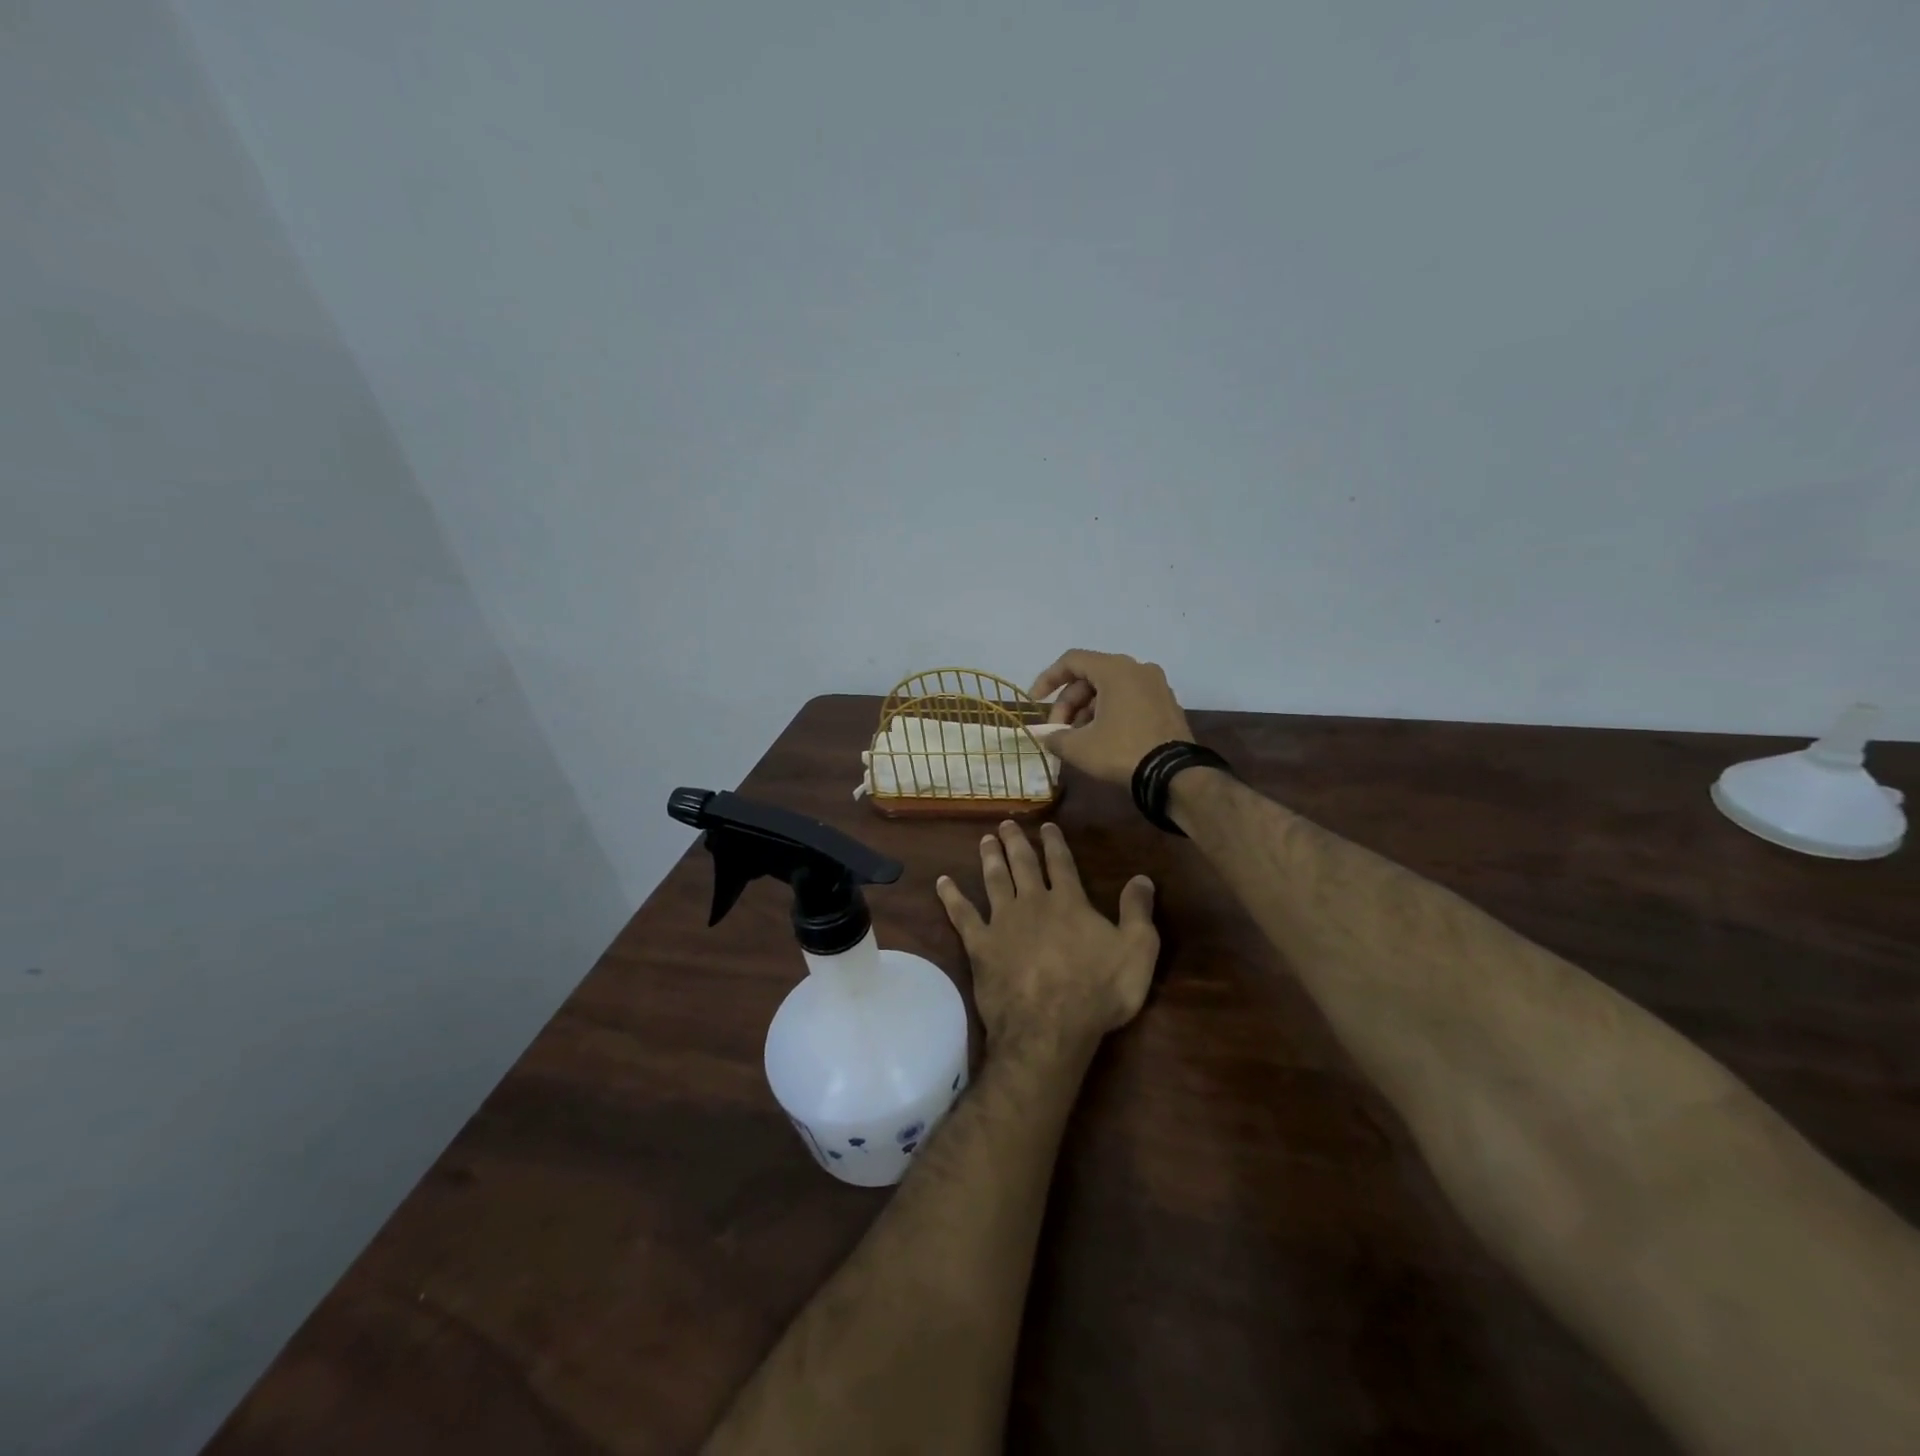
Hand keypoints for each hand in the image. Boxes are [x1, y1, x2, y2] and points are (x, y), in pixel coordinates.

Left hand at [937, 821, 1158, 1056]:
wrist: (1048, 1026)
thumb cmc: (1098, 991)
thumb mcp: (1137, 950)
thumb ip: (1137, 911)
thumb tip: (1142, 877)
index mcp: (1069, 902)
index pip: (1061, 864)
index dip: (1054, 843)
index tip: (1046, 826)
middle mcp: (1033, 903)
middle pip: (1023, 865)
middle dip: (1015, 843)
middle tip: (1005, 824)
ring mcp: (1003, 922)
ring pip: (994, 881)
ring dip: (990, 858)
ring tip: (984, 840)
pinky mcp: (980, 945)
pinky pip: (962, 915)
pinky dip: (951, 897)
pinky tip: (942, 883)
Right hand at [1028, 649, 1194, 787]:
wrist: (1174, 775)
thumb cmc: (1122, 752)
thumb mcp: (1079, 747)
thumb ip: (1055, 737)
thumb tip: (1047, 737)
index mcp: (1115, 669)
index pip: (1072, 661)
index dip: (1047, 679)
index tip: (1034, 701)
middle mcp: (1138, 669)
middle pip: (1091, 677)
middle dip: (1068, 703)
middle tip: (1058, 731)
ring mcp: (1156, 686)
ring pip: (1110, 690)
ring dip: (1087, 710)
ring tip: (1077, 739)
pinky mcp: (1166, 704)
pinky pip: (1129, 699)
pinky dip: (1109, 713)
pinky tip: (1101, 739)